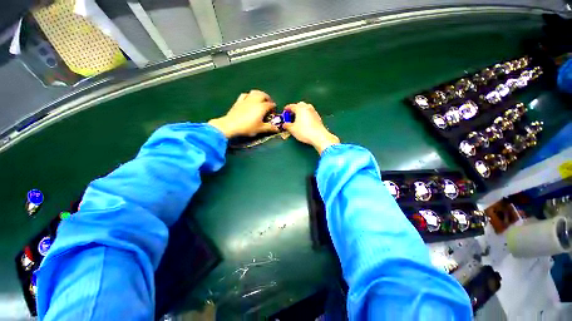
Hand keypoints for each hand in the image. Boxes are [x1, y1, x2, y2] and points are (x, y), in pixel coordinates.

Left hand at [208, 90, 278, 137]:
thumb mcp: (260, 129)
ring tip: (261, 99)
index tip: (274, 113)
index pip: (270, 105)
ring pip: (255, 92)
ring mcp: (246, 100)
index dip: (274, 108)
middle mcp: (255, 101)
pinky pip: (245, 95)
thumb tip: (277, 129)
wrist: (231, 125)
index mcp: (261, 107)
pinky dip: (250, 96)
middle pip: (263, 95)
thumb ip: (269, 128)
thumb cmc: (247, 127)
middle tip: (269, 104)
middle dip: (268, 98)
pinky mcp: (239, 101)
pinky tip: (250, 99)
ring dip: (260, 94)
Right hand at [283, 102, 339, 153]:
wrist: (318, 136)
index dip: (287, 109)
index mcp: (300, 108)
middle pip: (299, 105)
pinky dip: (306, 116)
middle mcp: (307, 107)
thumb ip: (287, 126)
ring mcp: (313, 112)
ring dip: (301, 112)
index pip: (291, 106)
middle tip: (290, 115)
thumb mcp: (292, 129)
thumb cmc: (305, 131)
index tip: (284, 111)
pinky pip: (310, 114)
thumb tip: (285, 125)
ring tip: (297, 119)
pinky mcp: (318, 117)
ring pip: (305, 109)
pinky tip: (304, 122)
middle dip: (294, 109)